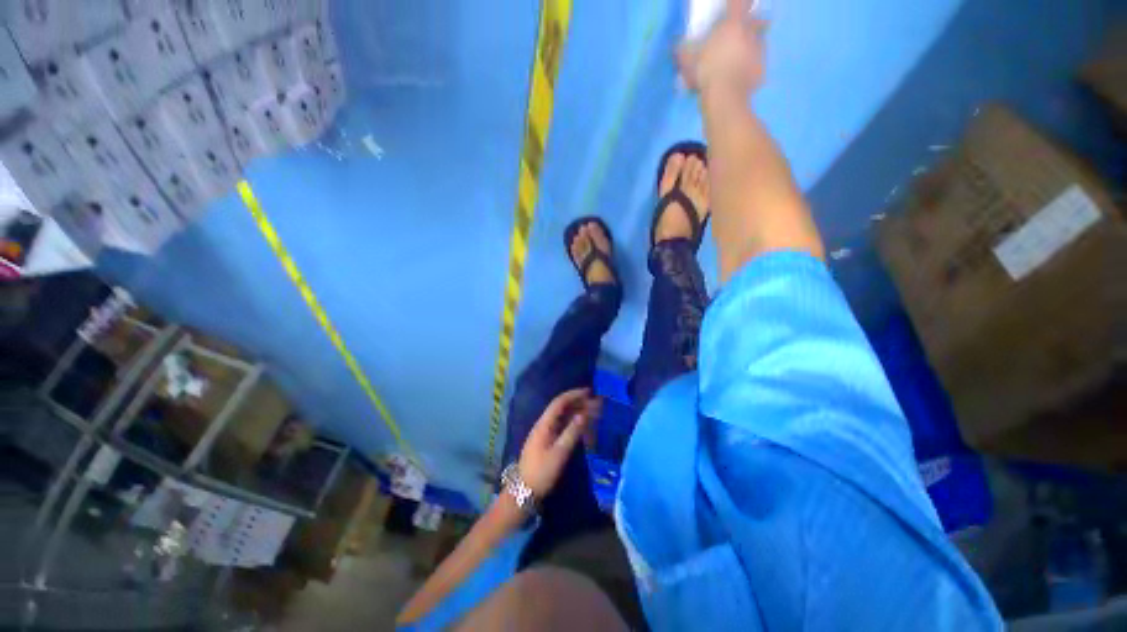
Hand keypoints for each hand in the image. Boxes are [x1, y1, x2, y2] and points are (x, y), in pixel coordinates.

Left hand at [518, 388, 600, 497]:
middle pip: (562, 408)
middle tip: (595, 402)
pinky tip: (582, 425)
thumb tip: (584, 414)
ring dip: (577, 412)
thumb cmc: (541, 472)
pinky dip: (573, 423)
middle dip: (578, 403)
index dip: (574, 395)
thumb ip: (572, 432)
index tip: (589, 392)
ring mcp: (545, 433)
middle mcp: (544, 425)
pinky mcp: (547, 442)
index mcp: (544, 424)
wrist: (523, 491)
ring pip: (563, 417)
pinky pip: (562, 426)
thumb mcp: (559, 453)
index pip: (559, 402)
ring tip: (592, 411)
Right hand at [677, 0, 766, 96]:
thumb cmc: (706, 71)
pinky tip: (740, 77)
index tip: (732, 7)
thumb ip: (682, 50)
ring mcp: (759, 51)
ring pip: (758, 42)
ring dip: (750, 47)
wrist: (725, 97)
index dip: (735, 4)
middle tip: (738, 36)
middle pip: (755, 21)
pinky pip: (757, 65)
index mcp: (733, 23)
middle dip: (748, 25)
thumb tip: (676, 46)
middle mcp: (750, 32)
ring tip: (738, 60)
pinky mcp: (761, 69)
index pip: (738, 3)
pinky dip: (751, 69)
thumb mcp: (687, 60)